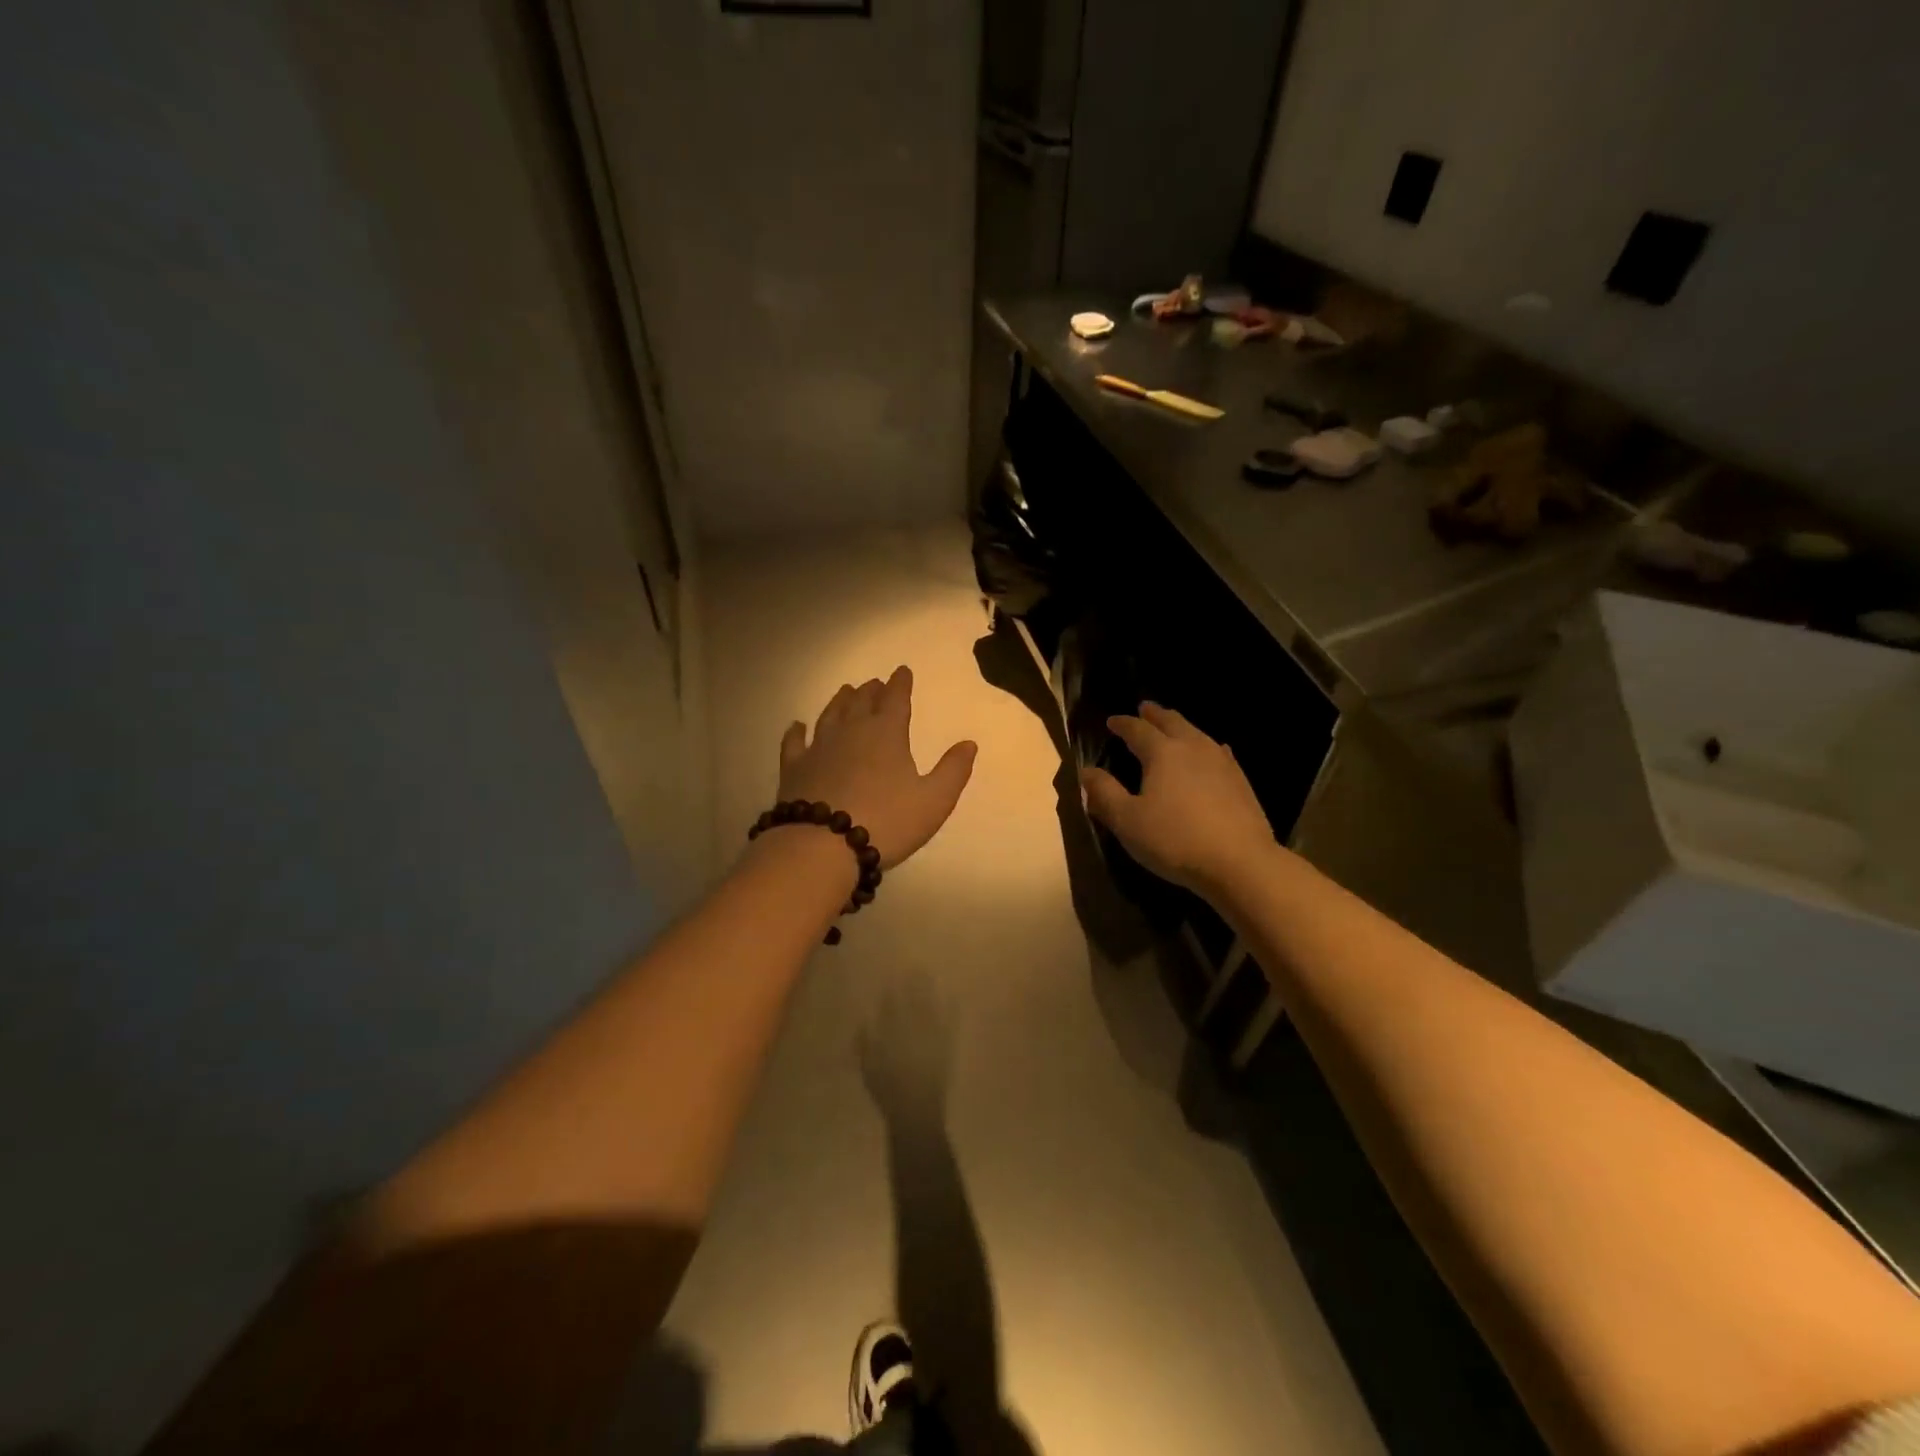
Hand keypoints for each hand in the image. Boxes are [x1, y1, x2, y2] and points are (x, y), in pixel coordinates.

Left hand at [777, 666, 976, 868]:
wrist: (822, 846)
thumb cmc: (887, 822)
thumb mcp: (934, 800)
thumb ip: (953, 770)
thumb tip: (968, 743)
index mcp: (886, 734)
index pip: (896, 699)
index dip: (900, 684)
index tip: (902, 671)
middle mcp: (850, 732)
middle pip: (861, 703)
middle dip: (871, 691)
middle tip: (875, 683)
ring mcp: (818, 748)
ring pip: (830, 715)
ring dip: (840, 702)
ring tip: (845, 691)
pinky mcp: (793, 768)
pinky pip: (794, 742)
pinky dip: (796, 731)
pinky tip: (797, 726)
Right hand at [858, 976, 951, 1127]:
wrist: (916, 1112)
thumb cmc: (888, 1093)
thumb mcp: (868, 1070)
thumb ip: (865, 1046)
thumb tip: (864, 1023)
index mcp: (891, 1036)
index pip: (891, 1008)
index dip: (893, 992)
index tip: (894, 976)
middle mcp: (911, 1032)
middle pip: (912, 1002)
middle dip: (914, 984)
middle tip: (916, 967)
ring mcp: (931, 1038)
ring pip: (930, 1008)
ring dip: (930, 991)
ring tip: (931, 974)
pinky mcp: (946, 1047)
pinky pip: (949, 1024)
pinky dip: (952, 1010)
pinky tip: (956, 997)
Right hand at [1080, 702, 1275, 896]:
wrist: (1240, 862)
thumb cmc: (1175, 840)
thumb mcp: (1127, 821)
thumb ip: (1104, 793)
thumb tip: (1087, 771)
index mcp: (1162, 753)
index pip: (1138, 730)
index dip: (1123, 724)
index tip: (1112, 721)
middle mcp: (1192, 748)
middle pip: (1172, 722)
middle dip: (1155, 714)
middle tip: (1145, 708)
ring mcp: (1221, 762)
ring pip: (1197, 733)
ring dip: (1181, 726)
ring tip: (1173, 726)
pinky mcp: (1240, 781)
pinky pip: (1218, 752)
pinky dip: (1206, 746)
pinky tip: (1213, 752)